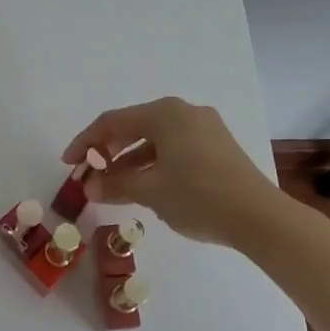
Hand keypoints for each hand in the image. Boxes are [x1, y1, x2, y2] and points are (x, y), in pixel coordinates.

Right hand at [63, 97, 286, 246]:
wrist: (260, 218)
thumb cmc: (198, 196)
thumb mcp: (150, 191)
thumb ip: (115, 185)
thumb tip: (89, 187)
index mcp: (165, 113)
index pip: (113, 122)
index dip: (86, 142)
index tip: (69, 163)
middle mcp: (184, 112)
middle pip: (134, 127)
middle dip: (108, 152)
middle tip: (90, 174)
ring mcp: (204, 128)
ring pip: (155, 140)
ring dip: (130, 161)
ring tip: (114, 187)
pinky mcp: (218, 147)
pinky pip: (174, 149)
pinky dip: (154, 164)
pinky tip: (146, 187)